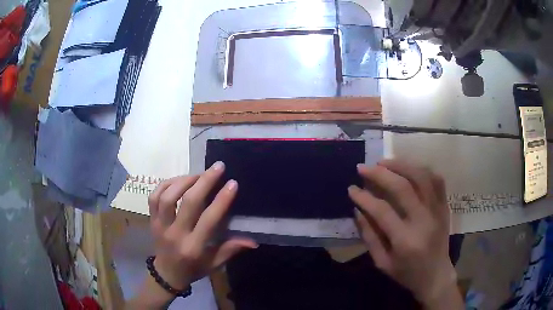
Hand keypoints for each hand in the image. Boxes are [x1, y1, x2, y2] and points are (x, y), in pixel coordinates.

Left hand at [148, 161, 257, 289]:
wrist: (166, 273)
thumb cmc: (193, 269)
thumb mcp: (214, 264)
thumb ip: (231, 249)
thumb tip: (253, 241)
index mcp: (193, 247)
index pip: (208, 219)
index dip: (221, 200)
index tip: (232, 183)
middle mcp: (175, 234)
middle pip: (188, 202)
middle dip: (204, 181)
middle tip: (217, 167)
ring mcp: (160, 225)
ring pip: (168, 196)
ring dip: (184, 180)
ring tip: (198, 174)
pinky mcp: (152, 219)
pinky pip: (154, 196)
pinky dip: (166, 184)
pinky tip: (179, 180)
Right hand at [348, 160, 460, 307]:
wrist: (436, 276)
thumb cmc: (407, 273)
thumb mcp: (382, 263)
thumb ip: (369, 236)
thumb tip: (358, 210)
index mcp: (405, 240)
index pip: (382, 211)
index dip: (364, 197)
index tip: (351, 188)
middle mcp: (423, 221)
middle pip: (402, 187)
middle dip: (379, 174)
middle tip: (363, 167)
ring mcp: (437, 211)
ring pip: (422, 177)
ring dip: (401, 165)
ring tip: (384, 162)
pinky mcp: (444, 207)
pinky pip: (437, 180)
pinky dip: (422, 170)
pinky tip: (409, 169)